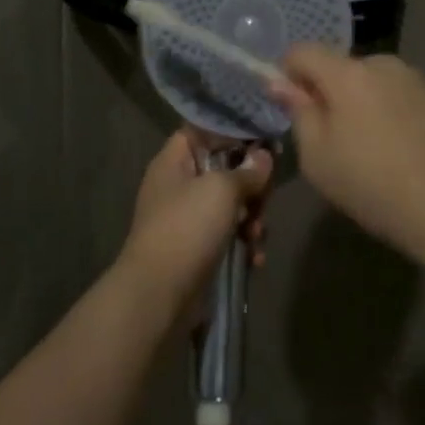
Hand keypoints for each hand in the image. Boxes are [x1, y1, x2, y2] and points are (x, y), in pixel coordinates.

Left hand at [119, 128, 270, 309]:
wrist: (159, 295)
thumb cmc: (187, 228)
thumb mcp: (221, 190)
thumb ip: (247, 170)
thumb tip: (264, 156)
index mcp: (174, 161)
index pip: (204, 129)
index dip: (233, 131)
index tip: (264, 139)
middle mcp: (178, 185)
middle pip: (223, 169)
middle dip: (251, 184)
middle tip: (265, 197)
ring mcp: (186, 218)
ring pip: (229, 204)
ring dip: (252, 217)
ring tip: (257, 235)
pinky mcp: (197, 249)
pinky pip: (227, 235)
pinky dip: (243, 243)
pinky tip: (254, 258)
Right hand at [271, 47, 424, 267]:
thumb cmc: (374, 187)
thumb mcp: (318, 158)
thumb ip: (298, 112)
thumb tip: (280, 82)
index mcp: (348, 74)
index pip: (302, 51)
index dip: (288, 74)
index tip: (293, 108)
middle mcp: (382, 63)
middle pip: (338, 66)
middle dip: (328, 92)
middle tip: (333, 140)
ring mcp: (415, 78)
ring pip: (369, 80)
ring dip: (359, 102)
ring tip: (371, 149)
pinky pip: (396, 94)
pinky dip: (387, 111)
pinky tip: (399, 150)